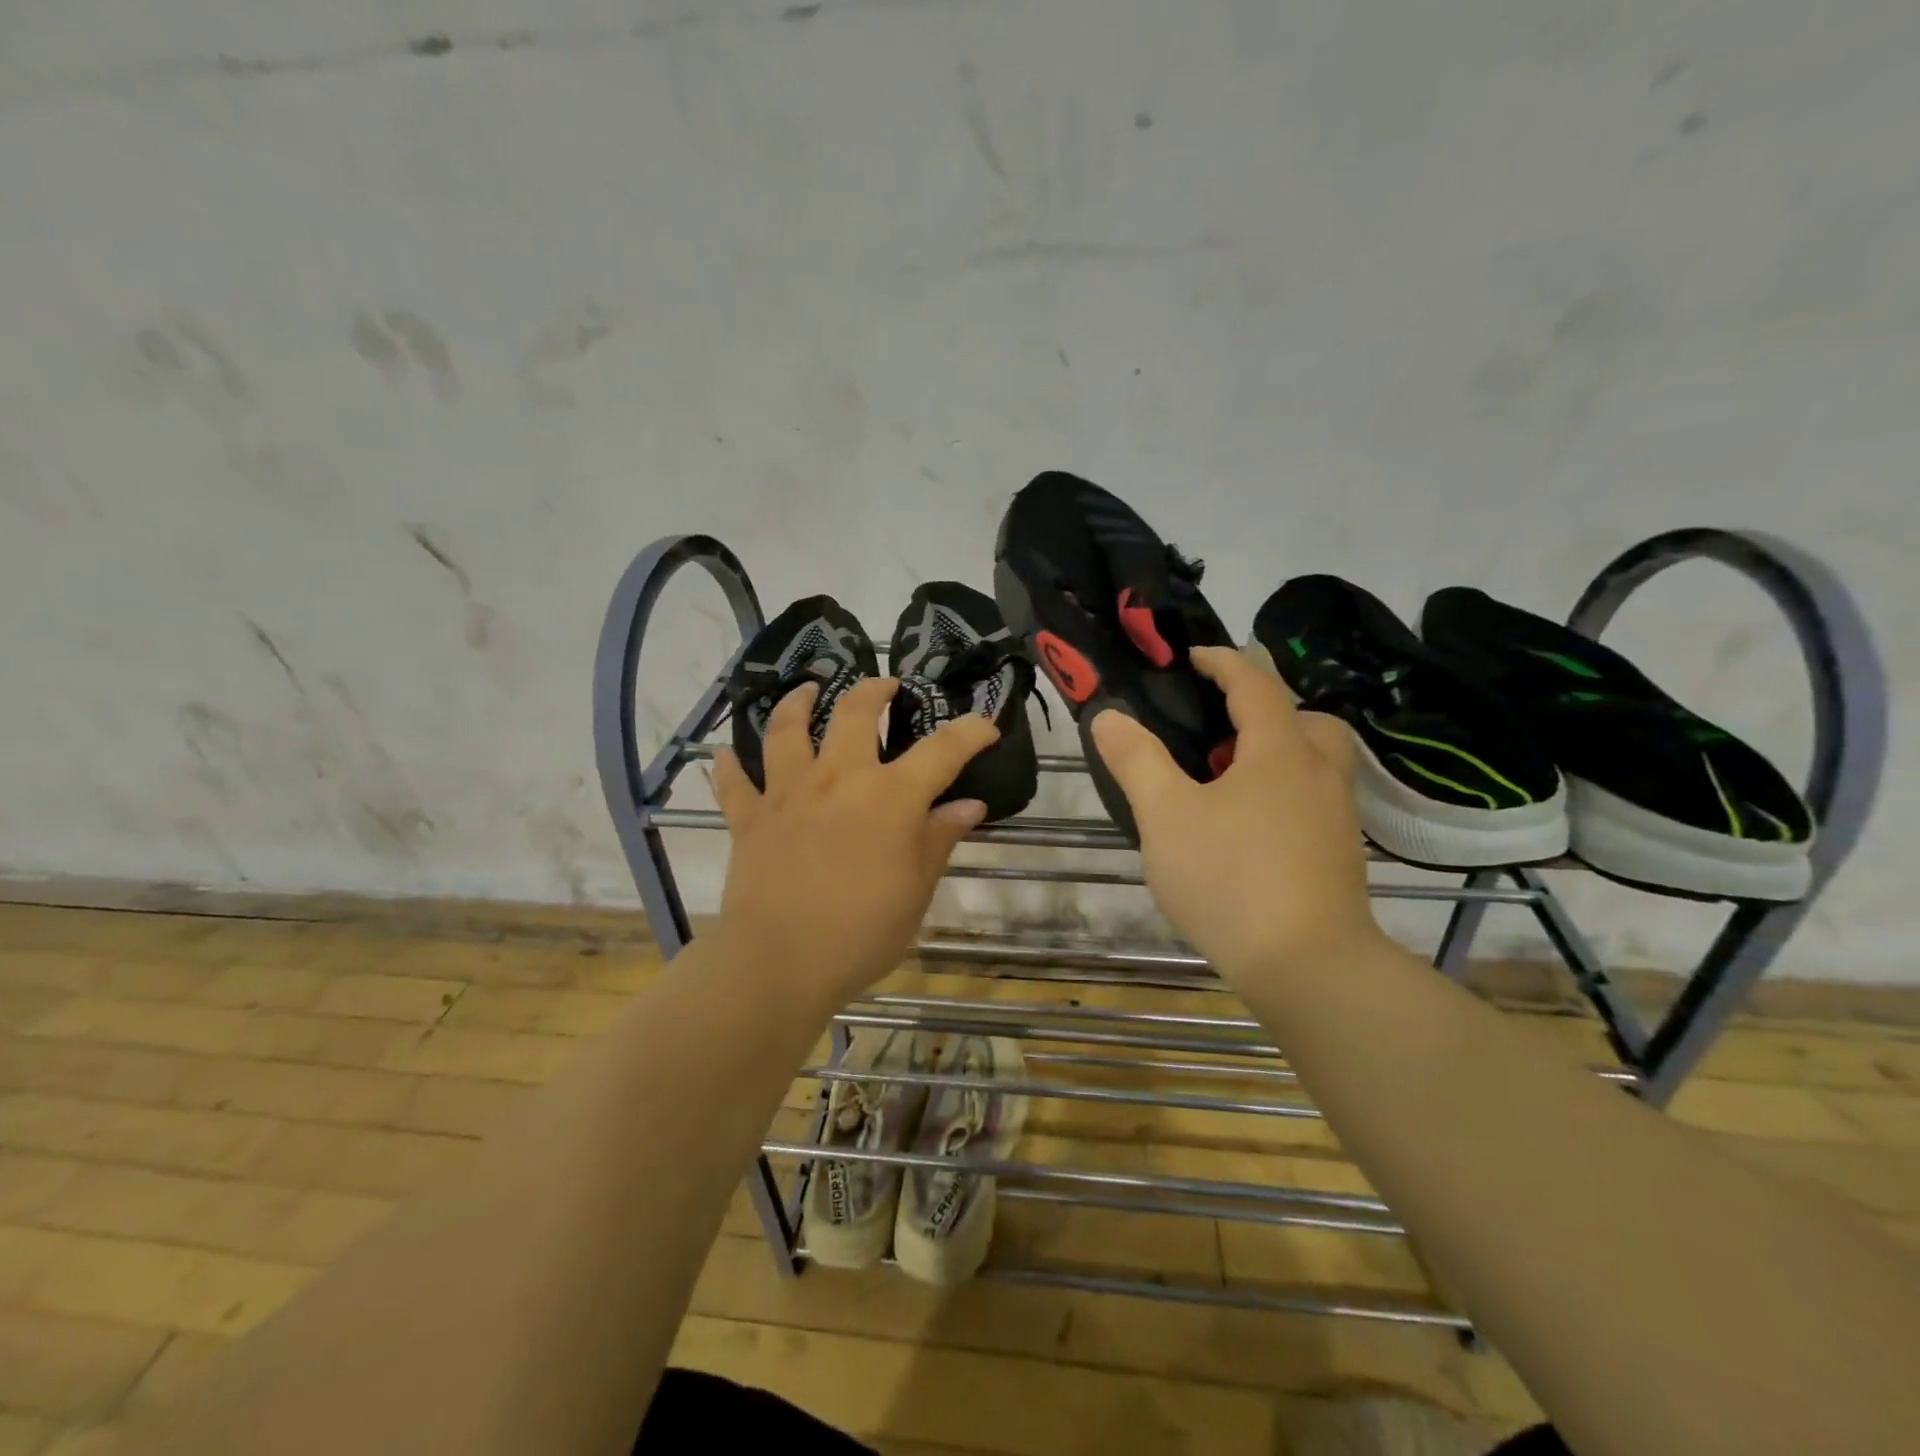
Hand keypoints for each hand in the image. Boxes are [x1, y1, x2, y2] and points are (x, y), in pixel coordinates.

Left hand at [710, 677, 999, 1011]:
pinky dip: (729, 766)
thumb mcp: (916, 891)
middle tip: (886, 685)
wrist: (779, 962)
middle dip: (874, 690)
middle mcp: (838, 779)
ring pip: (788, 729)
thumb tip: (969, 806)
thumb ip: (940, 839)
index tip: (986, 725)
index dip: (970, 732)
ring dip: (798, 703)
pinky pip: (735, 783)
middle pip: (854, 713)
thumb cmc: (861, 932)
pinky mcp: (749, 818)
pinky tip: (725, 755)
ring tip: (807, 690)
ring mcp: (788, 793)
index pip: (941, 750)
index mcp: (889, 797)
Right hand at [1091, 646, 1385, 982]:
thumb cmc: (1230, 879)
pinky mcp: (1341, 858)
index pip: (1255, 684)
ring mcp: (1338, 819)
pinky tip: (1248, 832)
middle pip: (1305, 720)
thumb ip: (1136, 761)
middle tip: (1222, 733)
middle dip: (1264, 712)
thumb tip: (1108, 716)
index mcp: (1280, 752)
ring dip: (1278, 756)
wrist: (1308, 968)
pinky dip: (1285, 796)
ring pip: (1316, 764)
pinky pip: (1315, 802)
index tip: (1193, 657)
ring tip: (1229, 785)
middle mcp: (1320, 775)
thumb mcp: (1166, 816)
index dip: (1222, 662)